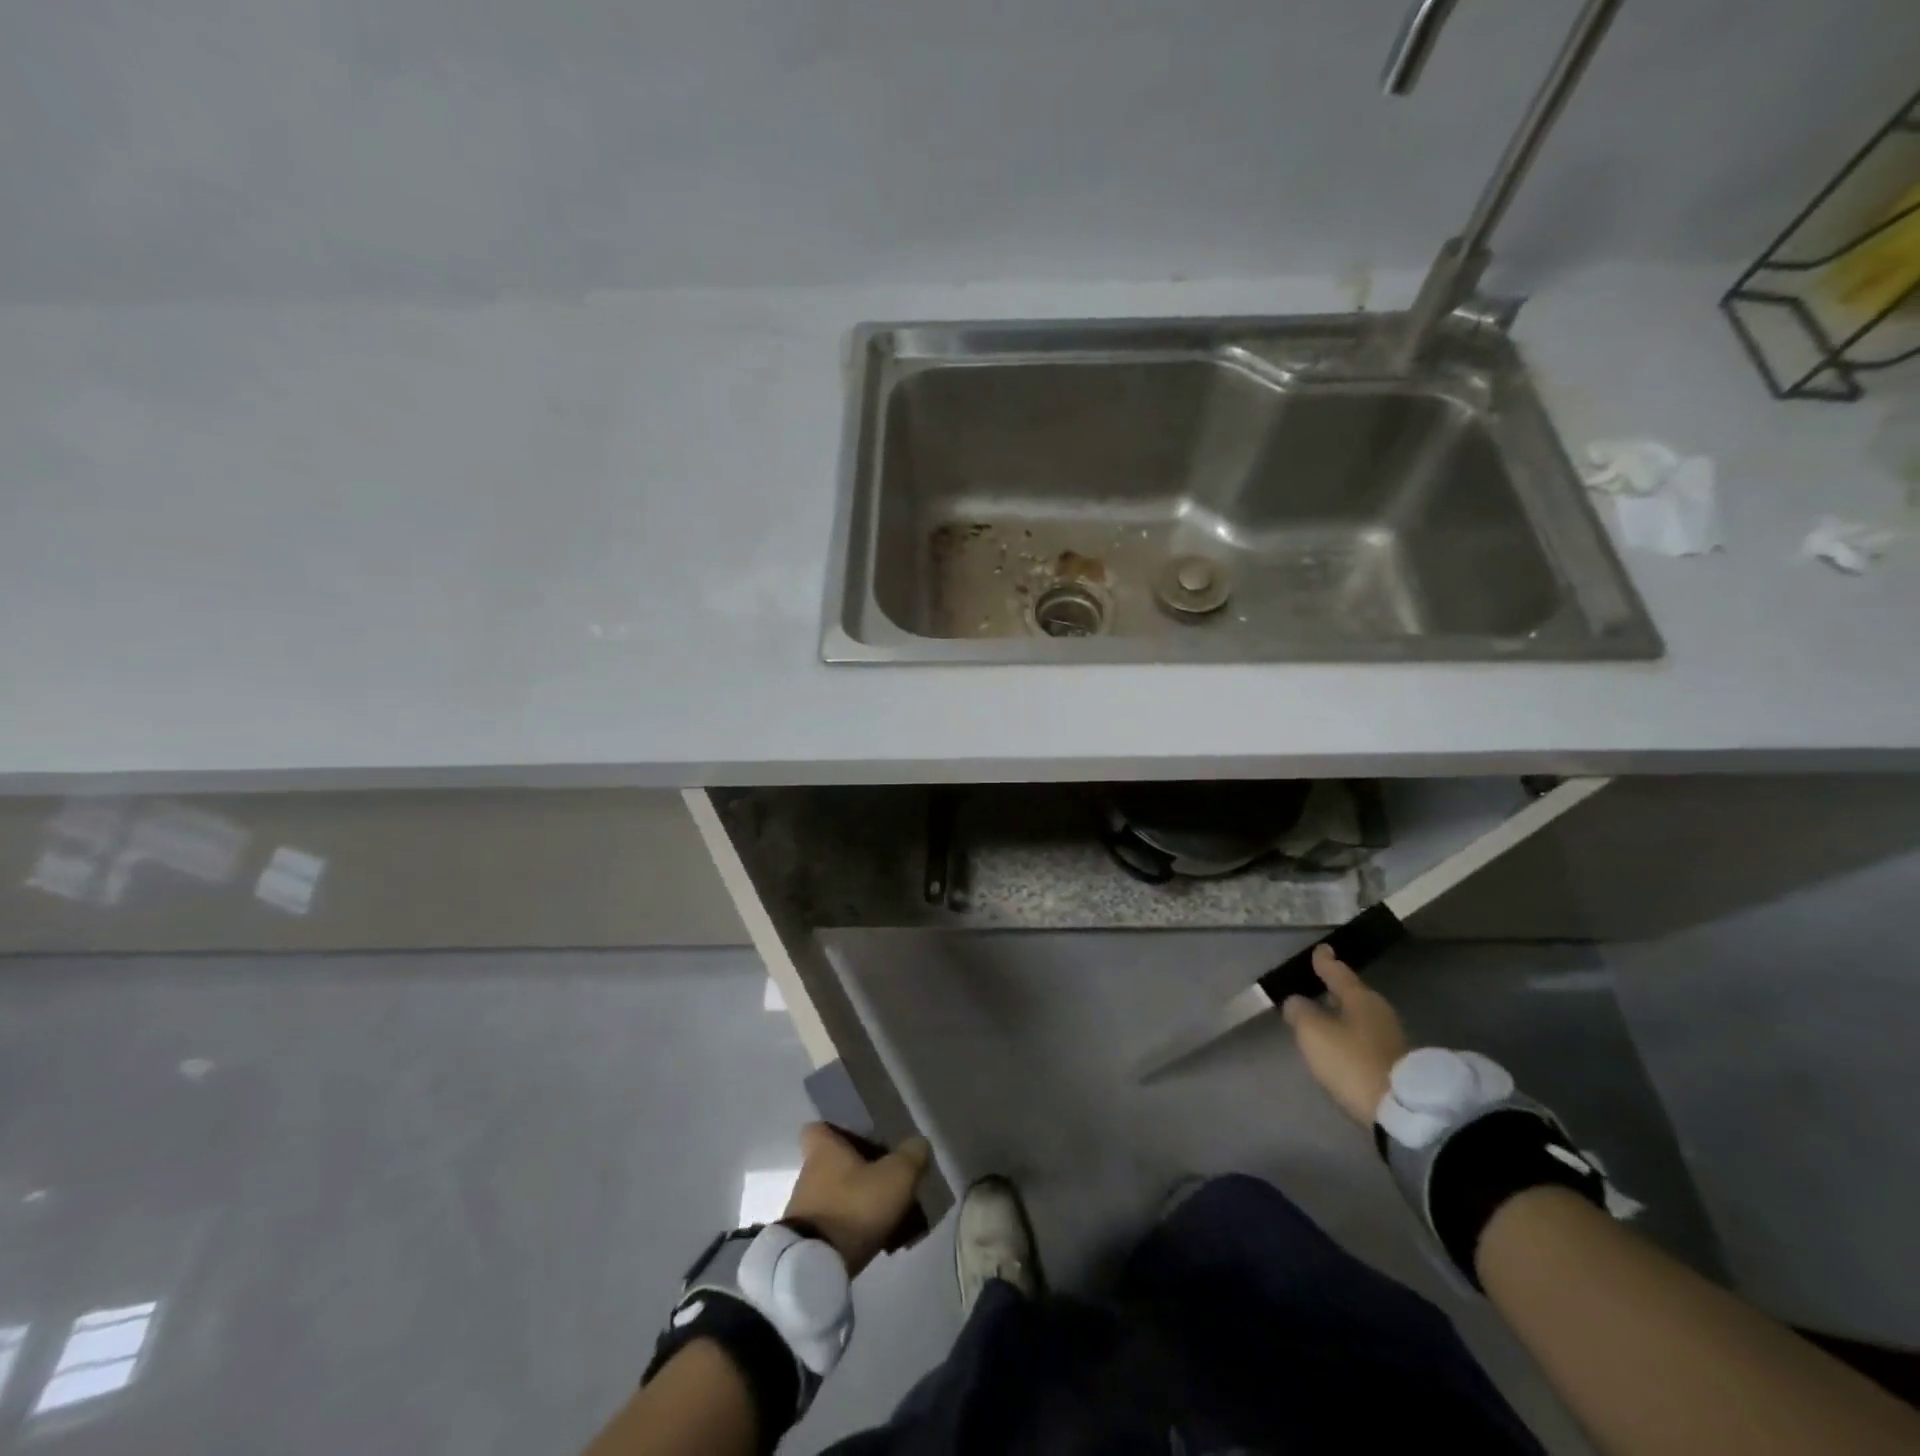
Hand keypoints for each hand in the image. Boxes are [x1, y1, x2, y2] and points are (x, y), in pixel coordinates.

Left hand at [782, 1123, 930, 1276]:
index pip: (819, 1126)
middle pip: (833, 1161)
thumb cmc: (854, 1206)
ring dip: (855, 1199)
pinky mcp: (806, 1239)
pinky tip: (873, 1237)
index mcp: (822, 1147)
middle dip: (856, 1168)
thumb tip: (918, 1143)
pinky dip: (850, 1226)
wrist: (816, 1266)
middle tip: (885, 1176)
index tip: (860, 1136)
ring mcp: (805, 1207)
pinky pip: (833, 1223)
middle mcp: (809, 1172)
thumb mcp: (895, 1176)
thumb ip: (911, 1156)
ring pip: (835, 1193)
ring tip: (886, 1212)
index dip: (837, 1128)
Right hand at [1281, 944, 1408, 1125]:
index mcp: (1360, 998)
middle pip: (1352, 994)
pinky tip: (1339, 1043)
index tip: (1321, 949)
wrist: (1401, 1112)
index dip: (1325, 961)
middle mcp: (1379, 1012)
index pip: (1338, 972)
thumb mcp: (1314, 1033)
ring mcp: (1391, 1039)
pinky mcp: (1395, 1063)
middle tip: (1319, 983)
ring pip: (1359, 1016)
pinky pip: (1364, 1038)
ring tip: (1324, 1015)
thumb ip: (1300, 1012)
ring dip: (1342, 1014)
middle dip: (1335, 989)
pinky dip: (1350, 1035)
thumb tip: (1297, 1002)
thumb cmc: (1352, 1062)